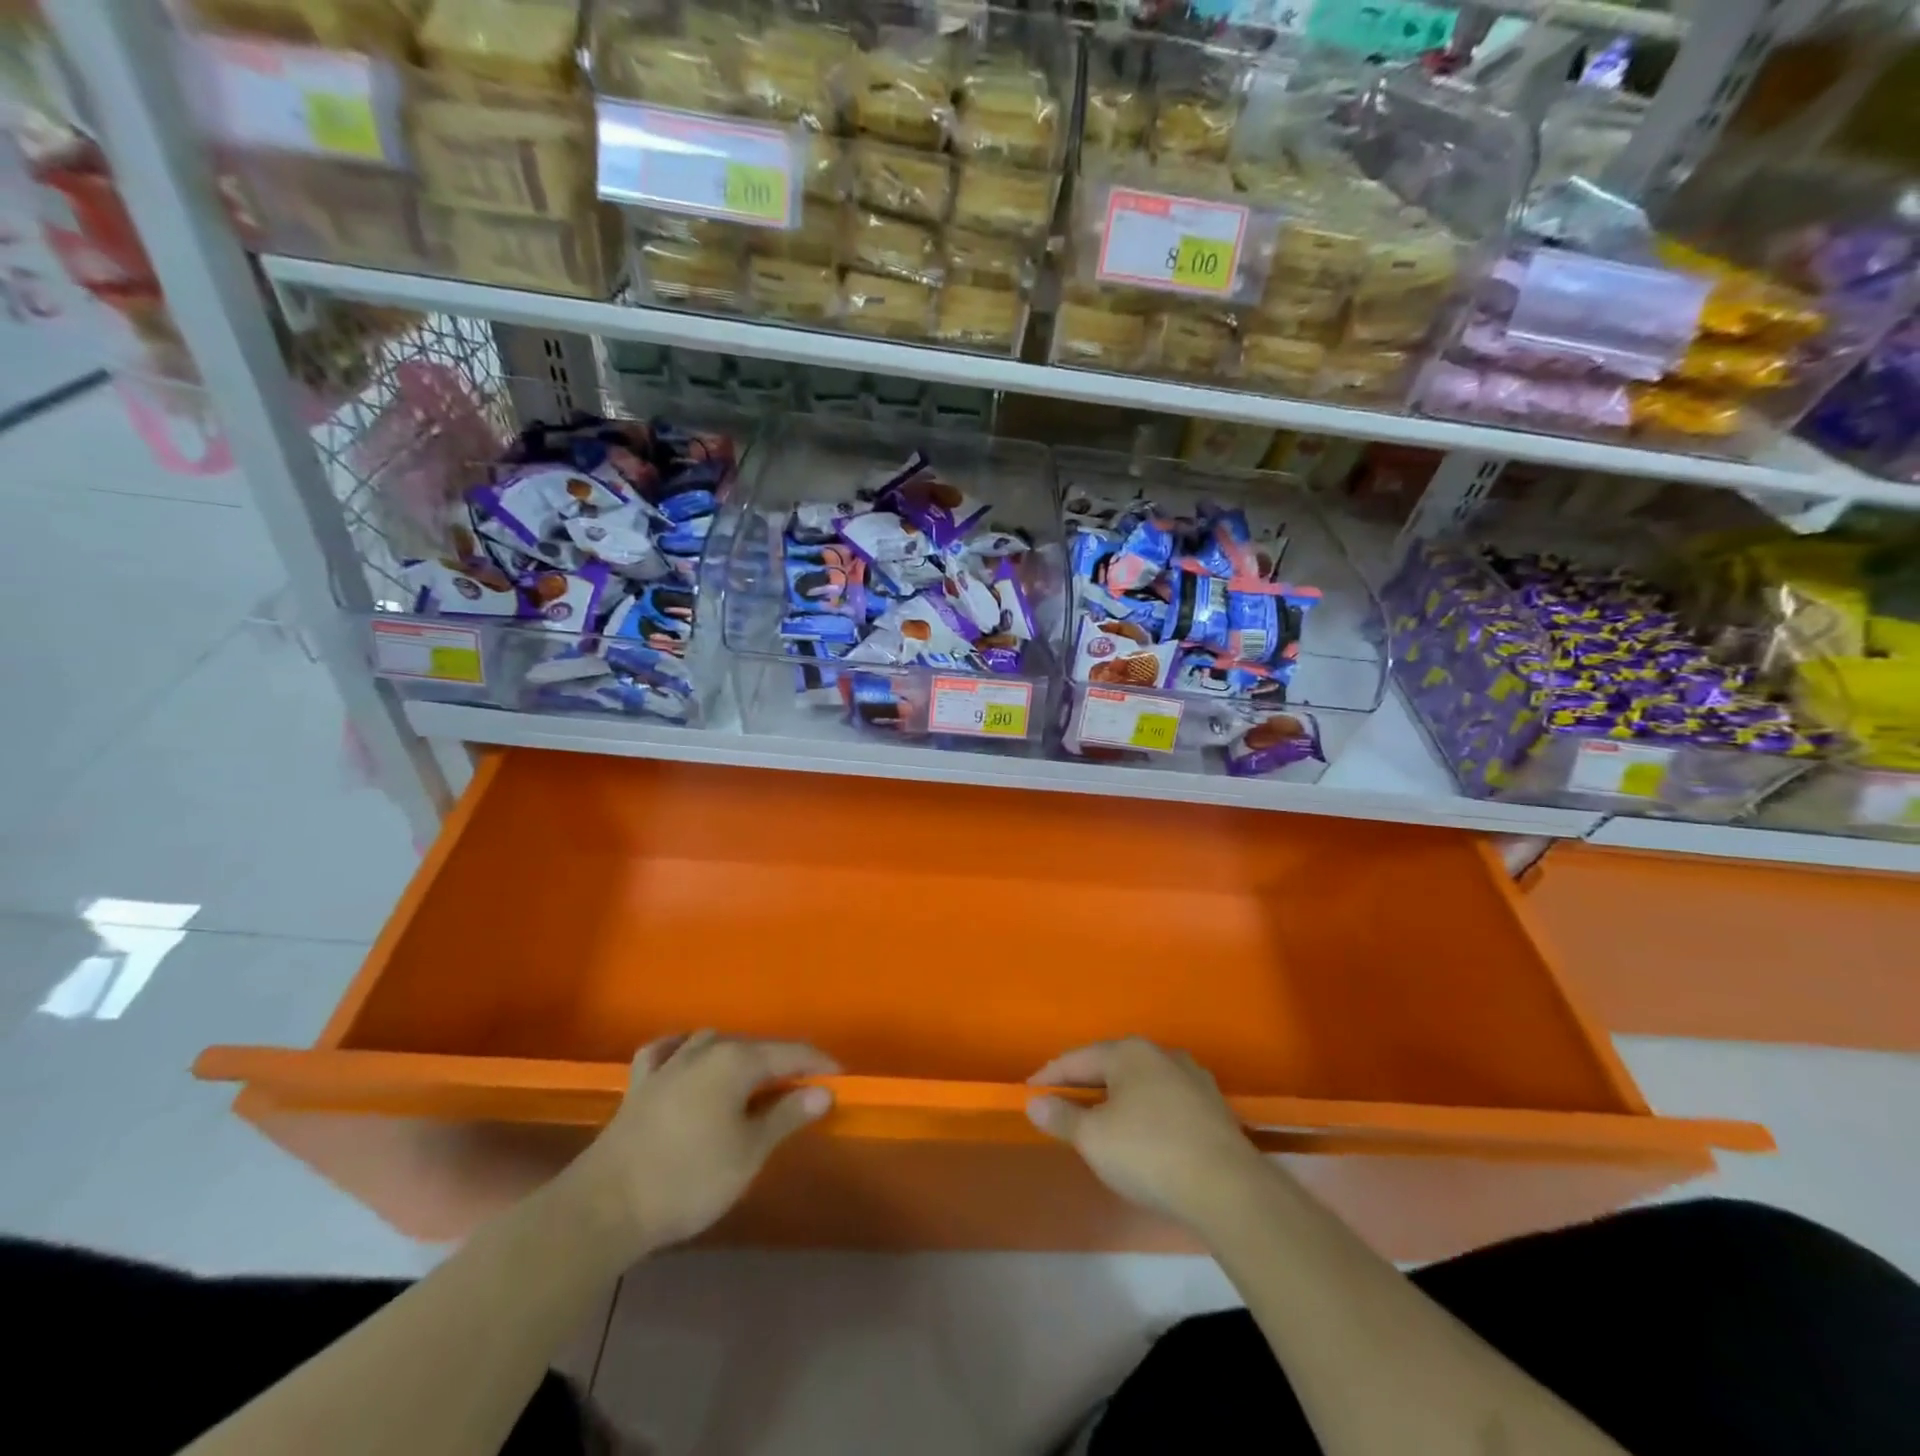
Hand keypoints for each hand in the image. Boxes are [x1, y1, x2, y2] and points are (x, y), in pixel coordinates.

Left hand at [570, 1031, 838, 1253]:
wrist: (605, 1207)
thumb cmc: (688, 1180)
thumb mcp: (749, 1153)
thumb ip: (786, 1116)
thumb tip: (823, 1091)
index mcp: (736, 1061)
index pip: (790, 1053)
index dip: (818, 1064)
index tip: (840, 1077)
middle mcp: (705, 1049)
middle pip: (754, 1046)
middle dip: (782, 1061)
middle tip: (804, 1085)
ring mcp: (669, 1064)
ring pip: (713, 1042)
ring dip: (738, 1055)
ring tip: (753, 1077)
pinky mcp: (640, 1084)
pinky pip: (667, 1052)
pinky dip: (682, 1049)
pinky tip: (686, 1054)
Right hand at [1026, 1039, 1269, 1226]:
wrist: (1229, 1189)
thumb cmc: (1149, 1154)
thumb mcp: (1094, 1139)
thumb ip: (1062, 1117)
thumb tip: (1035, 1102)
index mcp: (1129, 1052)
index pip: (1077, 1059)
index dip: (1050, 1075)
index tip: (1029, 1091)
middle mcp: (1161, 1054)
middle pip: (1111, 1065)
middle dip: (1085, 1083)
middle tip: (1061, 1101)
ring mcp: (1192, 1078)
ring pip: (1141, 1082)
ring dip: (1118, 1096)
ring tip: (1100, 1117)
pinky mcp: (1213, 1107)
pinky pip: (1165, 1101)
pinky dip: (1145, 1112)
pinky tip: (1142, 1132)